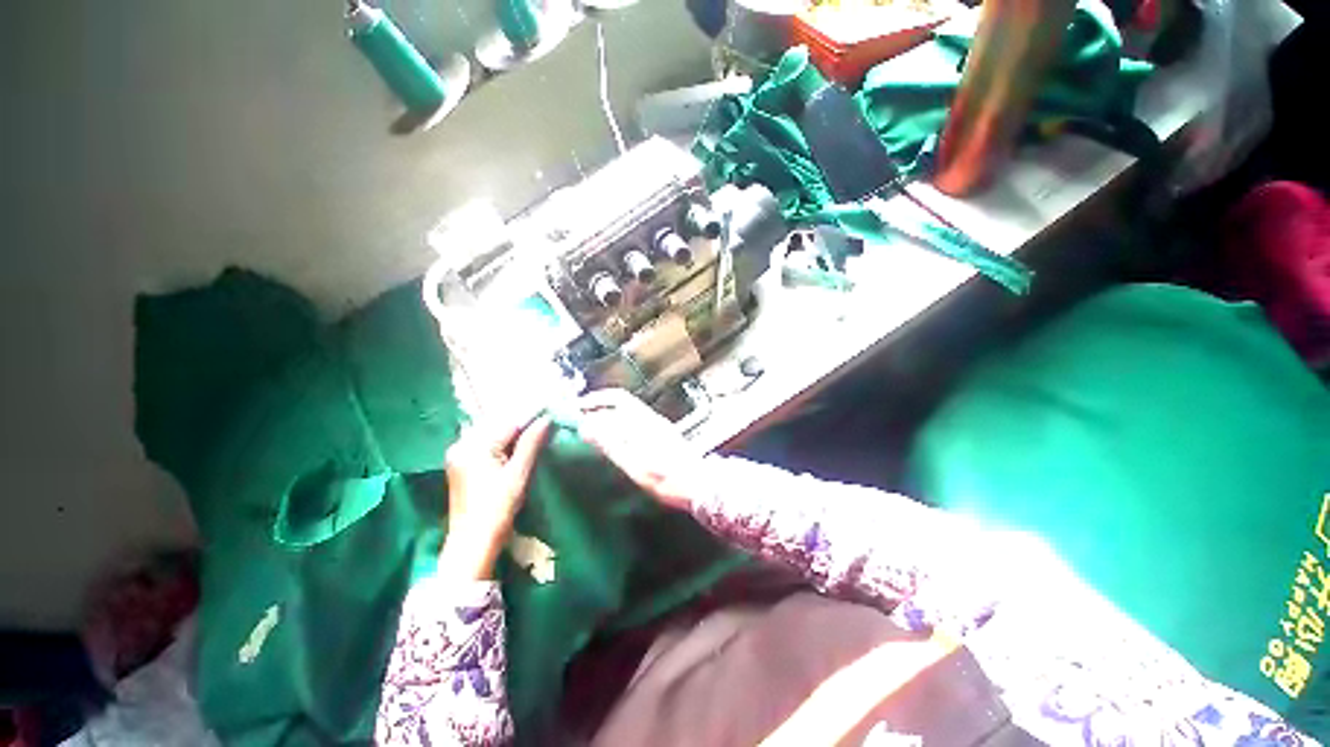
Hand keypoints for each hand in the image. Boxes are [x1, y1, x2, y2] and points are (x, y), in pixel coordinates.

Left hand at [439, 416, 552, 580]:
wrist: (472, 545)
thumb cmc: (497, 509)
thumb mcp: (518, 474)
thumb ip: (531, 443)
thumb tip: (546, 419)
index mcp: (473, 446)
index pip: (508, 423)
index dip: (531, 418)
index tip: (551, 412)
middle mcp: (461, 445)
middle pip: (498, 426)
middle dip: (522, 425)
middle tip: (546, 425)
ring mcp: (459, 455)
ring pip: (493, 435)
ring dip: (514, 435)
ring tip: (536, 435)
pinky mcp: (461, 466)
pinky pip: (486, 446)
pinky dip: (503, 445)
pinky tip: (517, 449)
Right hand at [575, 389, 704, 511]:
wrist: (700, 486)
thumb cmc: (667, 478)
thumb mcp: (635, 464)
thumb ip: (611, 443)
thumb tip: (586, 424)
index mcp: (644, 421)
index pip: (616, 398)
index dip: (595, 400)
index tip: (577, 408)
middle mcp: (651, 418)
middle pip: (622, 403)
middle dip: (600, 406)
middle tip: (581, 419)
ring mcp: (658, 426)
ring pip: (628, 412)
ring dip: (609, 415)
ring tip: (592, 429)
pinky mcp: (662, 435)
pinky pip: (635, 421)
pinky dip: (619, 424)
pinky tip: (614, 439)